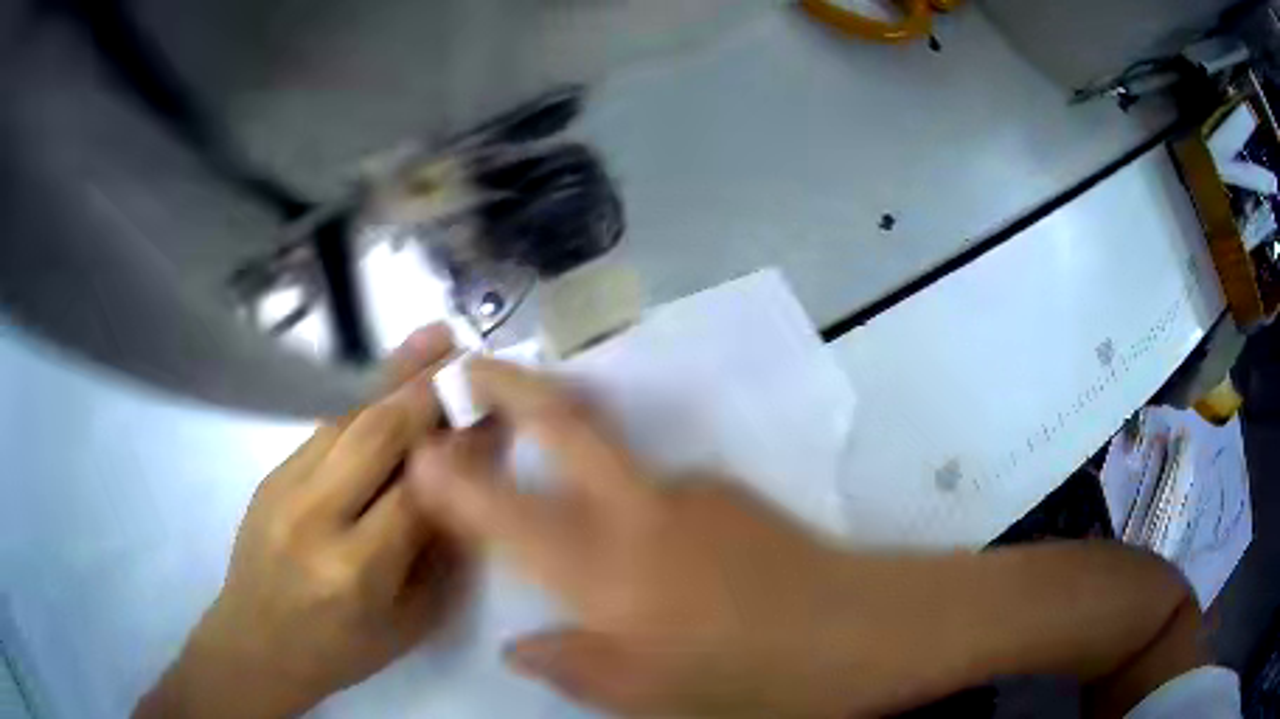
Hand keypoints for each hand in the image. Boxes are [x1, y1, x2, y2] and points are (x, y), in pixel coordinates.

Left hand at [137, 326, 465, 718]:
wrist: (257, 643)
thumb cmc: (342, 649)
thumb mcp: (410, 622)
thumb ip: (439, 554)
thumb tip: (466, 483)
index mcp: (357, 568)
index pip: (417, 491)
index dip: (459, 448)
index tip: (492, 415)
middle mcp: (315, 517)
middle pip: (375, 434)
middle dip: (426, 390)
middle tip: (464, 356)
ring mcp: (284, 488)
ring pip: (347, 419)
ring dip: (394, 381)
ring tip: (432, 344)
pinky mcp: (270, 474)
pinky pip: (326, 431)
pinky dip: (364, 407)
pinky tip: (390, 389)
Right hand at [406, 360, 942, 718]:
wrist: (856, 631)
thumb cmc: (748, 678)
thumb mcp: (649, 696)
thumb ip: (573, 667)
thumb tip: (518, 646)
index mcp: (606, 570)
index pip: (506, 510)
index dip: (453, 477)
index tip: (419, 447)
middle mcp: (639, 512)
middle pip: (563, 425)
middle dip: (508, 386)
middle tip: (470, 366)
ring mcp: (691, 491)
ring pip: (612, 451)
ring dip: (569, 439)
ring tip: (551, 474)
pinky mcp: (728, 491)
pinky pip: (657, 486)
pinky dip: (627, 496)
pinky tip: (644, 543)